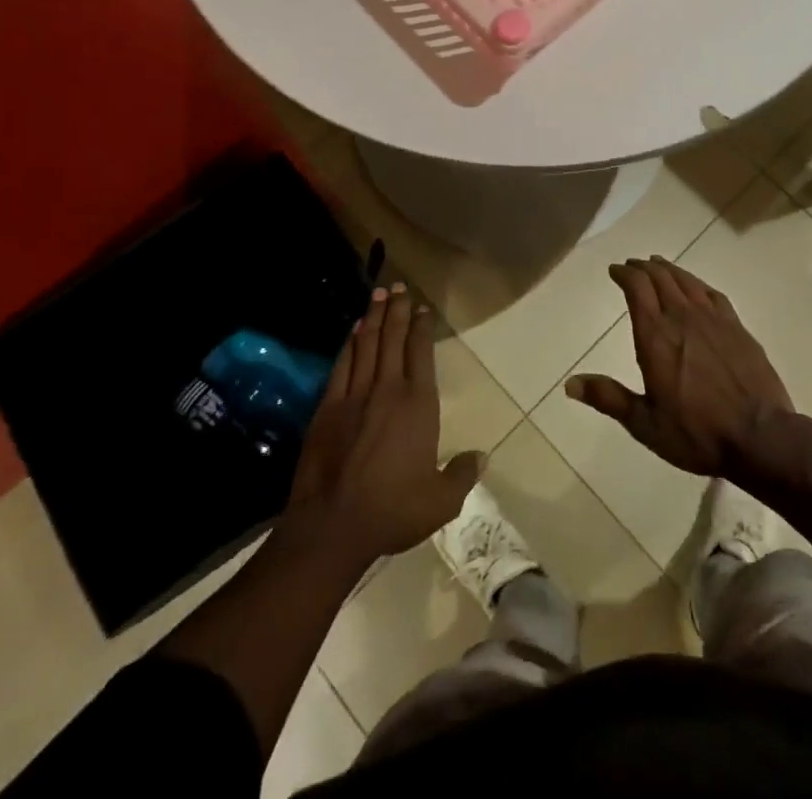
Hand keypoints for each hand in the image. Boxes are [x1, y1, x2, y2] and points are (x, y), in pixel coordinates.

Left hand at [285, 284, 482, 562]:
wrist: (332, 524)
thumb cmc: (392, 511)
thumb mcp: (440, 501)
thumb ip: (463, 474)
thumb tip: (483, 456)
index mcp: (418, 404)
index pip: (421, 352)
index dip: (422, 326)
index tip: (422, 308)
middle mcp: (388, 389)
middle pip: (393, 337)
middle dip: (397, 309)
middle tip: (398, 286)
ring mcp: (355, 394)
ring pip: (367, 343)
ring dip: (373, 316)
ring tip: (378, 294)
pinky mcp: (328, 405)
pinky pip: (342, 363)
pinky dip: (349, 343)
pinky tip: (353, 330)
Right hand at [566, 256, 792, 477]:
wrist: (761, 437)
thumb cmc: (697, 433)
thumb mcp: (645, 424)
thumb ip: (609, 398)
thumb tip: (569, 384)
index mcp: (655, 336)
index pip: (637, 288)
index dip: (624, 274)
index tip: (615, 270)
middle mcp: (682, 317)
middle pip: (660, 278)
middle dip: (642, 268)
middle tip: (632, 266)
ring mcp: (713, 319)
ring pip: (686, 281)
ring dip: (669, 269)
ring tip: (658, 265)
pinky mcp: (737, 327)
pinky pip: (713, 294)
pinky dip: (698, 283)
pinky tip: (696, 287)